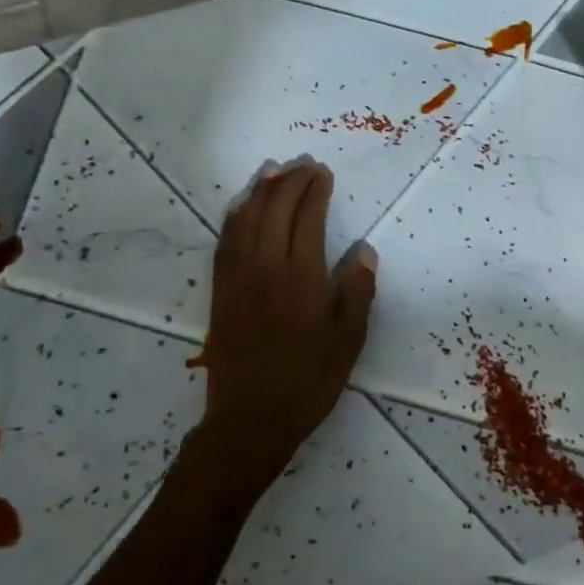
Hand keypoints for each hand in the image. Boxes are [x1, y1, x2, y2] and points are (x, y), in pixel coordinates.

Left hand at [199, 161, 377, 492]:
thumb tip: (363, 250)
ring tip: (272, 171)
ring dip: (259, 191)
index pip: (307, 218)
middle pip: (274, 210)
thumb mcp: (348, 340)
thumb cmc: (307, 380)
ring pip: (245, 220)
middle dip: (290, 182)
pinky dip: (234, 216)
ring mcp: (237, 278)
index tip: (323, 173)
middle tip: (304, 164)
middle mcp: (265, 267)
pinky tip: (241, 207)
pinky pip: (224, 242)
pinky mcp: (220, 292)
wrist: (249, 420)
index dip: (315, 191)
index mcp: (300, 276)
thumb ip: (357, 291)